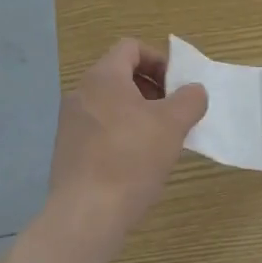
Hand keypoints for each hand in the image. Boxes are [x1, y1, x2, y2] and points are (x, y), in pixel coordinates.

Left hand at [45, 39, 207, 258]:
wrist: (85, 215)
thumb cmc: (131, 159)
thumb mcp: (172, 125)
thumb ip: (189, 100)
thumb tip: (194, 91)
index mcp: (103, 77)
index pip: (131, 47)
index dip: (159, 60)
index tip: (177, 86)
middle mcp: (81, 93)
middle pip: (120, 75)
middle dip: (151, 89)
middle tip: (173, 114)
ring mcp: (70, 123)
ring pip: (110, 104)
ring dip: (137, 114)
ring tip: (159, 141)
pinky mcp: (67, 151)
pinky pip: (99, 129)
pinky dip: (120, 135)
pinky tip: (137, 164)